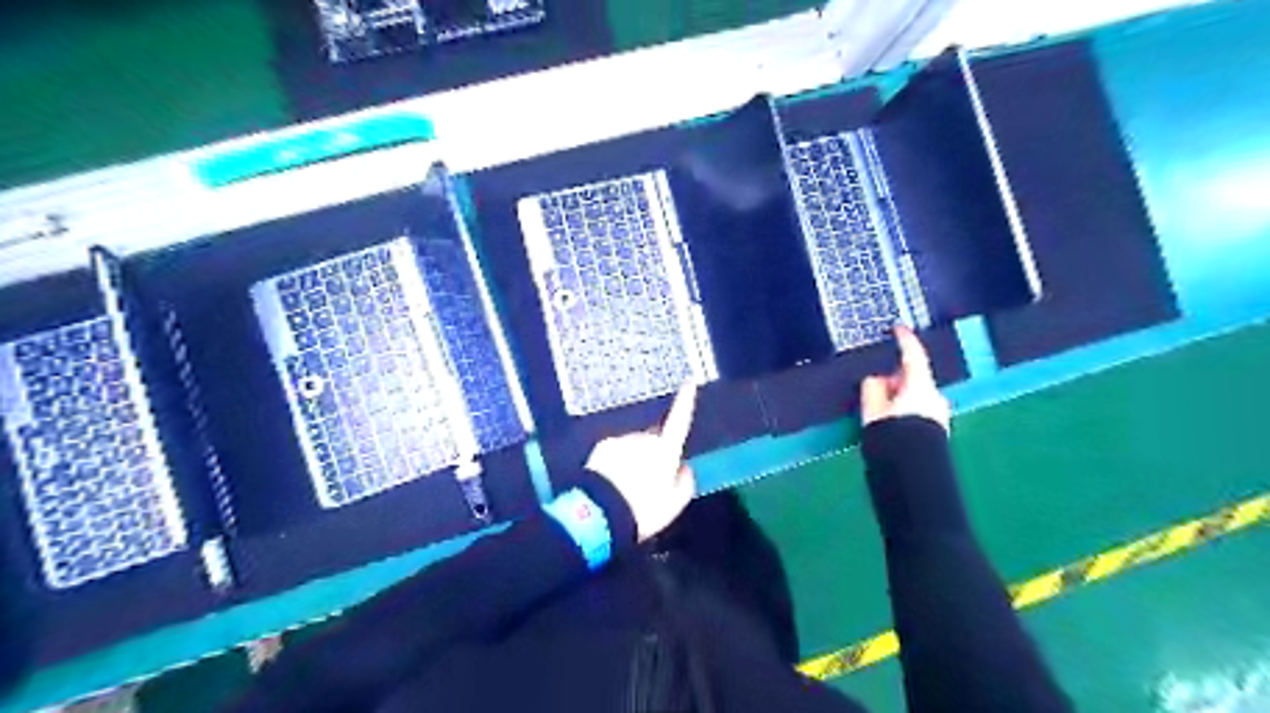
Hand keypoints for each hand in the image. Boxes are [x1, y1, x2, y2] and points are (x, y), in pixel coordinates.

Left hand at [587, 385, 697, 540]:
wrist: (601, 513)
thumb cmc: (643, 510)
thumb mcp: (673, 504)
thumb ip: (685, 483)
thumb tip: (685, 468)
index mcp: (666, 451)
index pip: (679, 421)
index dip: (685, 402)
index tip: (689, 383)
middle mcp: (645, 439)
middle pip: (655, 441)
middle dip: (654, 455)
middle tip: (649, 484)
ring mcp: (623, 440)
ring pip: (634, 447)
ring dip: (634, 461)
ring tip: (627, 489)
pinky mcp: (603, 446)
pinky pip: (615, 451)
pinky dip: (616, 463)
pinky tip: (612, 483)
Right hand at [863, 326, 951, 431]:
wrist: (912, 474)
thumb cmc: (893, 438)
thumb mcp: (872, 410)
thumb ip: (872, 388)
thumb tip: (876, 380)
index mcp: (920, 386)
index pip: (913, 355)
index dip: (905, 339)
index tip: (899, 328)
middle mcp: (935, 397)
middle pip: (913, 378)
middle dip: (895, 380)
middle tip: (873, 389)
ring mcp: (940, 414)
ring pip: (915, 396)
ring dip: (899, 398)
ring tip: (878, 415)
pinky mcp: (939, 430)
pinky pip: (919, 411)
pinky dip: (906, 411)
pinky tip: (891, 426)